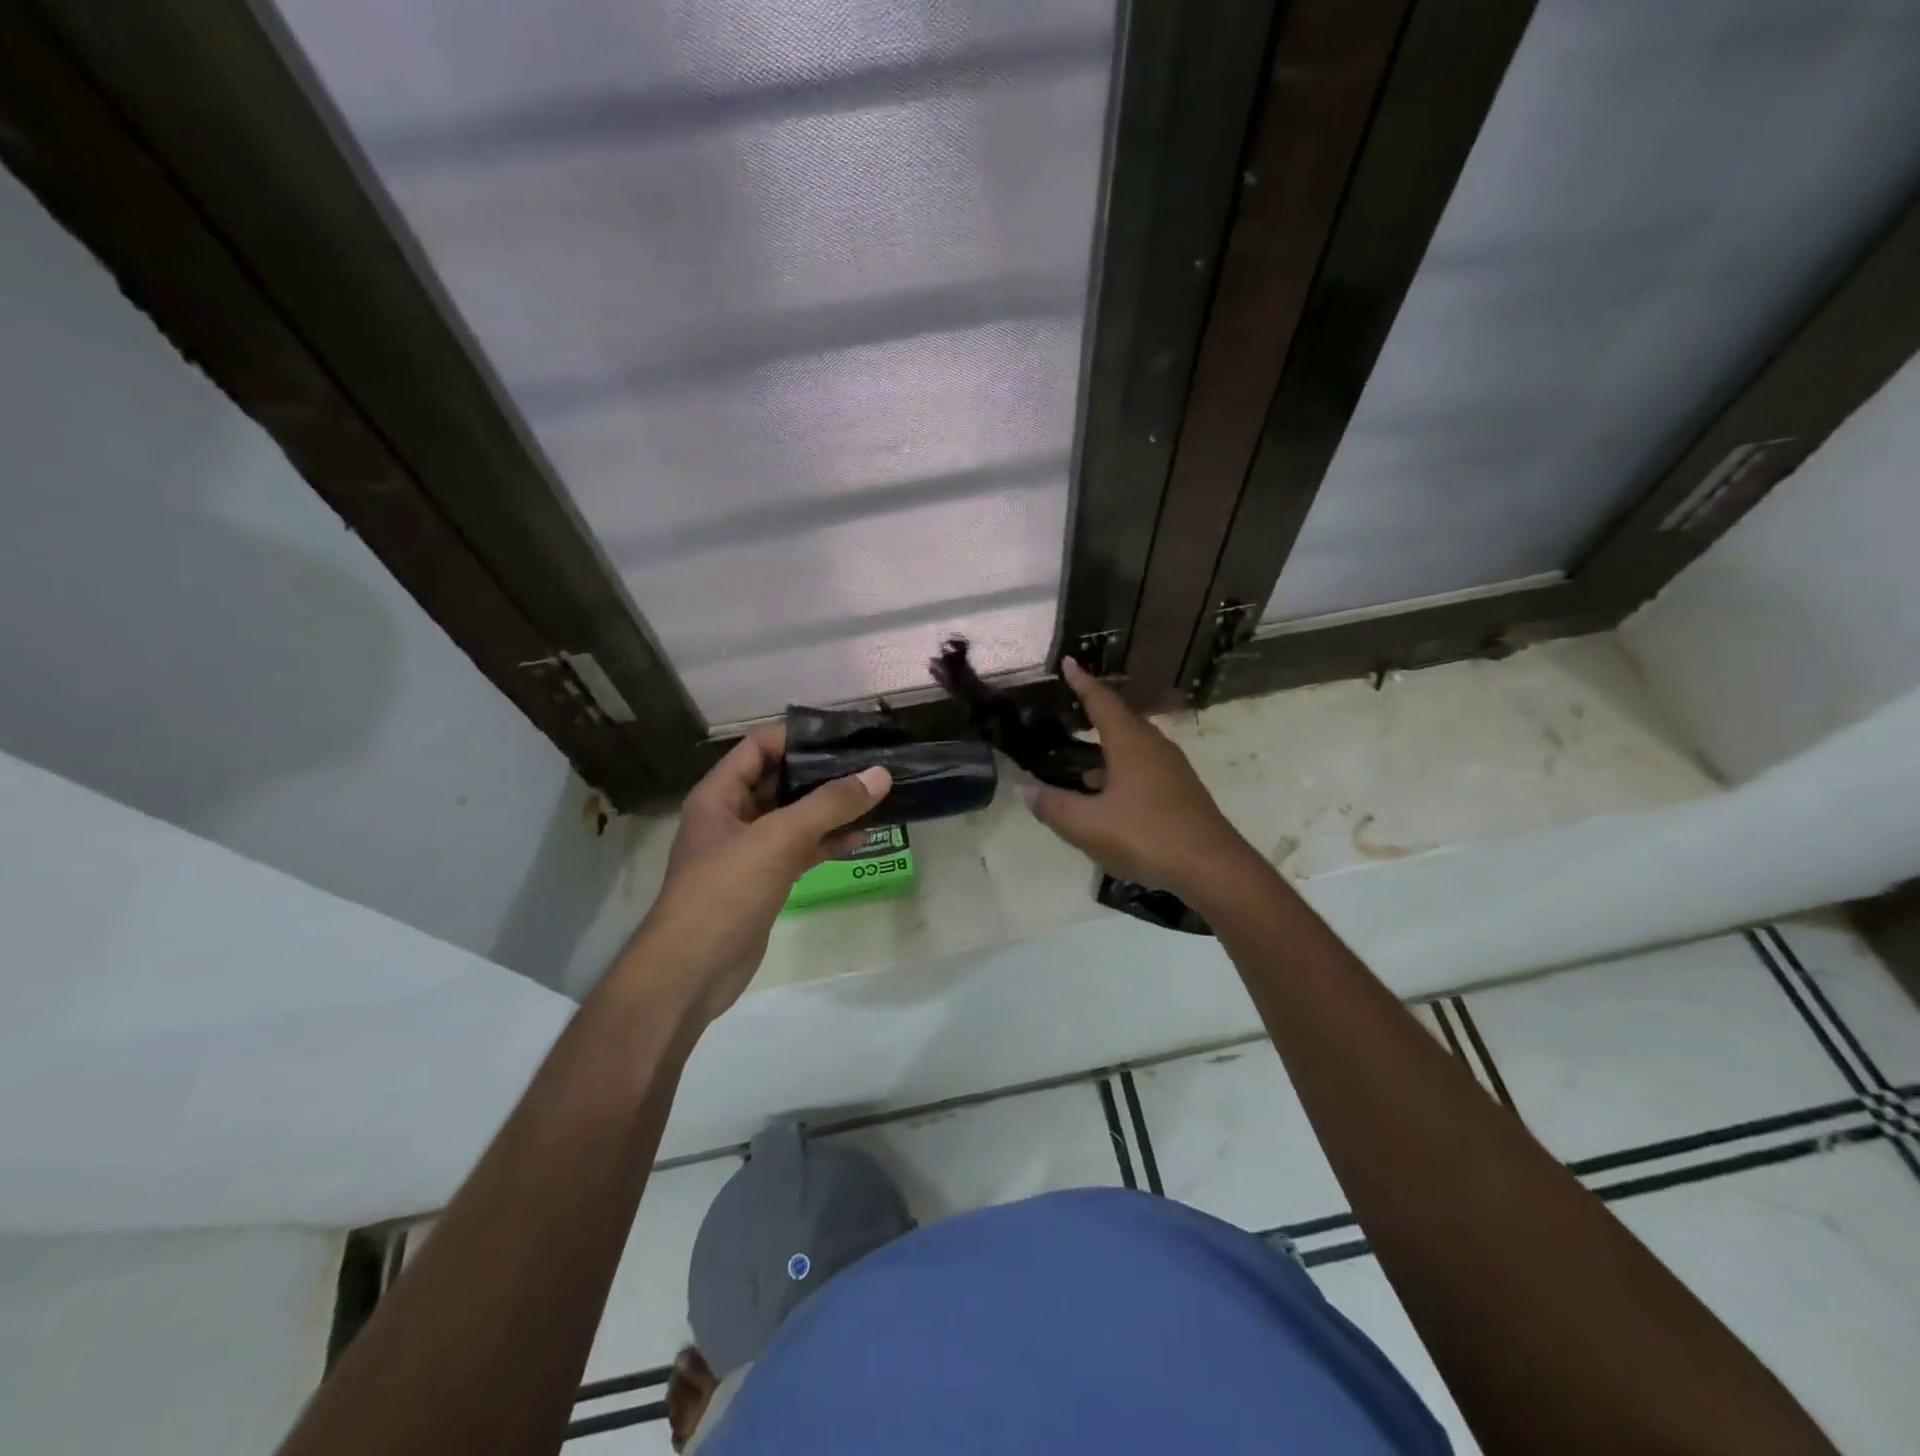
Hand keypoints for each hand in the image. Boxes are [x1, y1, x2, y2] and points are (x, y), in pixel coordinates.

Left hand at [628, 726, 890, 1023]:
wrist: (691, 973)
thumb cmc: (724, 893)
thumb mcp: (777, 840)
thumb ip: (829, 805)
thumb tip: (879, 774)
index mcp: (719, 794)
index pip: (760, 746)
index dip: (799, 737)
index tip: (846, 737)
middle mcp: (732, 815)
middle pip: (781, 780)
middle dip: (823, 773)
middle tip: (871, 765)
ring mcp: (749, 850)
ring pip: (795, 817)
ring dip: (831, 810)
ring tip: (875, 799)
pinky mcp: (764, 880)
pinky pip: (800, 850)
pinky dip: (827, 843)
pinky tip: (861, 839)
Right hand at [1025, 659, 1256, 905]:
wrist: (1212, 868)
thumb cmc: (1146, 835)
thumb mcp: (1087, 825)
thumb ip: (1053, 806)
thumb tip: (1025, 789)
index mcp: (1130, 743)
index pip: (1102, 702)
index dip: (1082, 683)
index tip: (1069, 662)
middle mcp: (1154, 748)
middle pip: (1121, 721)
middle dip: (1095, 714)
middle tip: (1071, 711)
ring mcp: (1172, 771)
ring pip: (1133, 749)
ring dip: (1107, 751)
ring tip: (1080, 765)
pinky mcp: (1182, 794)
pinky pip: (1144, 770)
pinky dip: (1121, 773)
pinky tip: (1108, 798)